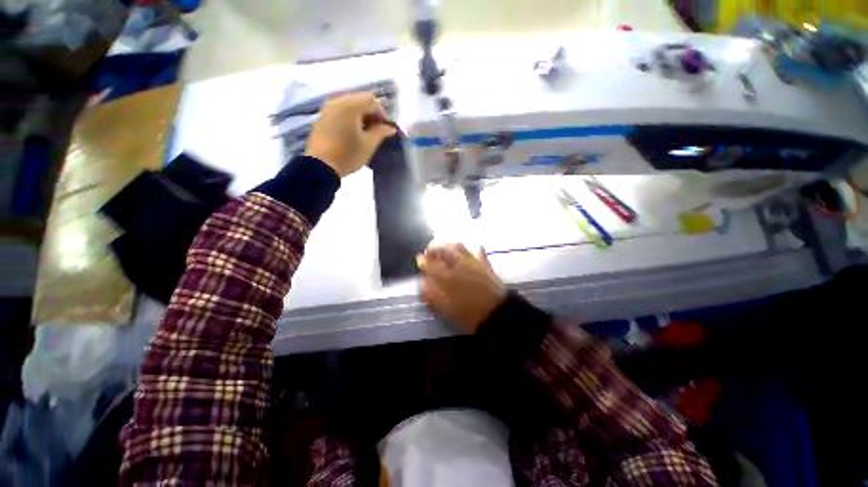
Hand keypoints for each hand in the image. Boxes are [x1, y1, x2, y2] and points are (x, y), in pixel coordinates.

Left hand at [304, 92, 396, 177]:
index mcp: (351, 106)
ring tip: (365, 132)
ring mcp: (328, 108)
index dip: (382, 114)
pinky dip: (350, 117)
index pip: (372, 101)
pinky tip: (353, 132)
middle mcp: (338, 101)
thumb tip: (391, 127)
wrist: (321, 166)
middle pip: (360, 99)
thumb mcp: (369, 145)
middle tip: (377, 130)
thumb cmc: (348, 155)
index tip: (385, 129)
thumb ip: (381, 132)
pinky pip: (341, 110)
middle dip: (371, 113)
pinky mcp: (323, 116)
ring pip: (350, 104)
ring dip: (361, 115)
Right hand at [417, 243, 506, 333]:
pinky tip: (466, 250)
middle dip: (433, 247)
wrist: (496, 312)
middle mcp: (457, 264)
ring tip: (444, 247)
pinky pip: (476, 248)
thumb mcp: (446, 308)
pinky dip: (469, 247)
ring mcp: (472, 261)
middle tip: (429, 251)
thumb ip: (431, 294)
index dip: (422, 260)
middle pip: (442, 248)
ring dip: (448, 244)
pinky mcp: (484, 262)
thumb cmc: (468, 314)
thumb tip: (423, 282)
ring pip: (457, 245)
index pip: (429, 263)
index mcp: (446, 276)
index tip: (419, 260)